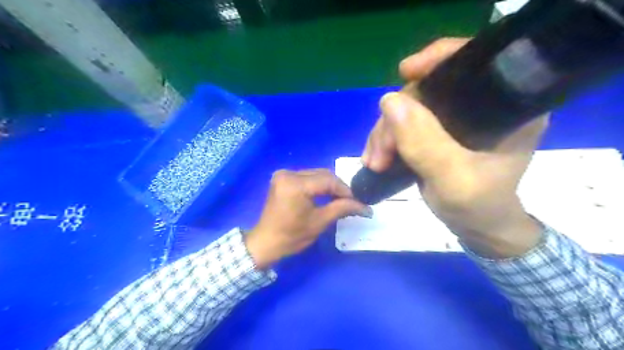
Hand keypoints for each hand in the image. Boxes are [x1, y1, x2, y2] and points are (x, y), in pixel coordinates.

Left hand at [244, 168, 369, 267]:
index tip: (359, 201)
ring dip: (329, 185)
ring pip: (316, 175)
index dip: (345, 190)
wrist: (266, 242)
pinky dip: (318, 185)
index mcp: (295, 184)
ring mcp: (283, 174)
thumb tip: (365, 207)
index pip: (328, 181)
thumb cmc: (292, 236)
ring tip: (341, 199)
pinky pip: (307, 177)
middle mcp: (288, 174)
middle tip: (351, 201)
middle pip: (322, 175)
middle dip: (338, 187)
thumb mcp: (319, 222)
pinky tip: (326, 195)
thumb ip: (342, 208)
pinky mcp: (282, 178)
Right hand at [364, 36, 547, 257]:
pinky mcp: (437, 132)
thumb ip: (425, 143)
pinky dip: (386, 139)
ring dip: (384, 133)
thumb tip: (389, 101)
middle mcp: (481, 105)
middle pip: (427, 90)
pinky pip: (404, 124)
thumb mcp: (454, 179)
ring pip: (409, 108)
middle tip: (379, 154)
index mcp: (506, 106)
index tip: (405, 72)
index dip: (437, 59)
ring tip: (374, 162)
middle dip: (395, 119)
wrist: (477, 228)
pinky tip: (376, 158)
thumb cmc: (478, 207)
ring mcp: (455, 119)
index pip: (473, 62)